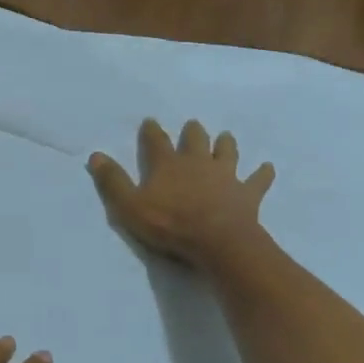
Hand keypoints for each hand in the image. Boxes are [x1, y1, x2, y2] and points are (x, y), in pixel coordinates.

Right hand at [87, 119, 274, 265]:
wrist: (217, 241)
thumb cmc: (170, 224)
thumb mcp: (130, 206)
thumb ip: (113, 182)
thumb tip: (96, 155)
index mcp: (168, 165)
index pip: (156, 142)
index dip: (152, 131)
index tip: (150, 121)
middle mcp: (197, 163)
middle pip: (195, 140)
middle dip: (192, 132)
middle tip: (193, 124)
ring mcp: (225, 176)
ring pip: (226, 153)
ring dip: (226, 144)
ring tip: (226, 137)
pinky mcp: (247, 193)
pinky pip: (257, 180)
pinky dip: (263, 173)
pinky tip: (268, 167)